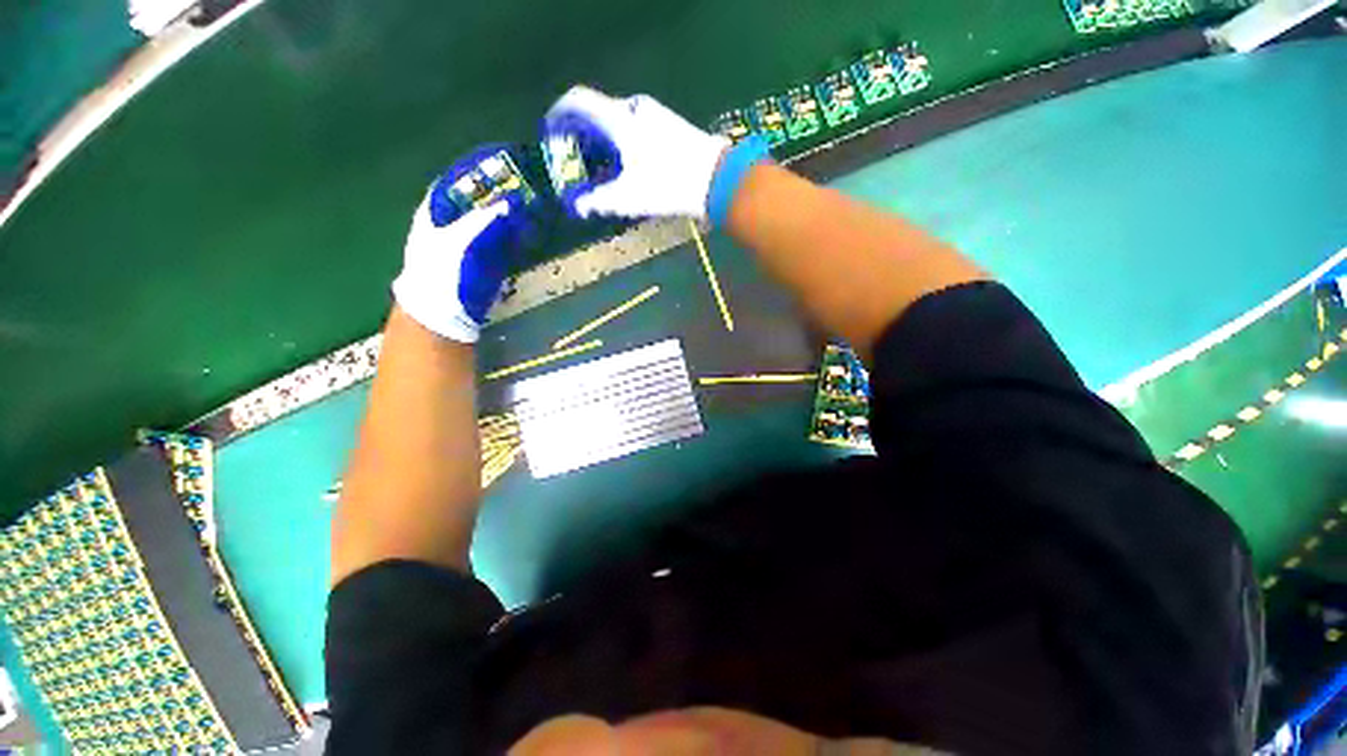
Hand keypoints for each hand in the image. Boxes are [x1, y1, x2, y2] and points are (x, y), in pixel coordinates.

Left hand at [392, 153, 529, 342]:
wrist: (442, 313)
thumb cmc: (441, 274)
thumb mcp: (456, 242)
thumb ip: (481, 221)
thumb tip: (508, 203)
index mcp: (436, 209)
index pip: (460, 180)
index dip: (480, 170)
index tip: (507, 163)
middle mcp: (452, 220)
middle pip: (480, 198)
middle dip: (503, 191)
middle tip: (530, 183)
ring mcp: (469, 239)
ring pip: (493, 217)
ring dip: (512, 212)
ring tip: (535, 202)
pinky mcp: (484, 258)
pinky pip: (502, 238)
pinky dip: (515, 233)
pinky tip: (530, 229)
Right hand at [544, 85, 729, 220]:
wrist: (717, 180)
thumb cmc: (668, 186)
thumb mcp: (630, 198)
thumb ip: (599, 201)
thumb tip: (579, 207)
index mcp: (620, 119)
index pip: (578, 100)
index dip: (559, 113)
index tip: (552, 131)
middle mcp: (636, 108)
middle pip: (599, 113)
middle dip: (584, 134)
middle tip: (579, 159)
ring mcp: (657, 114)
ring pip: (620, 120)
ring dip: (606, 139)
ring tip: (605, 167)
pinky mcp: (671, 124)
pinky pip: (638, 127)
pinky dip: (625, 141)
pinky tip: (630, 165)